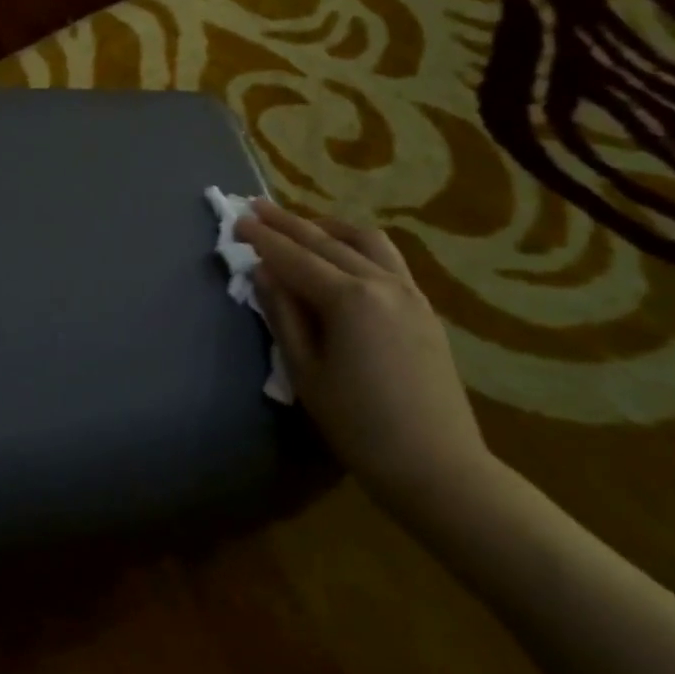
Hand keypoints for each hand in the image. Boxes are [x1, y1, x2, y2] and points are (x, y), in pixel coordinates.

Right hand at [235, 203, 492, 511]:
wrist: (438, 467)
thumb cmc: (359, 425)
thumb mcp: (305, 371)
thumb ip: (283, 314)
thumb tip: (264, 272)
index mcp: (349, 299)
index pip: (295, 257)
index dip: (262, 238)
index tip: (236, 218)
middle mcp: (382, 283)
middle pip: (326, 241)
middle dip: (287, 222)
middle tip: (255, 206)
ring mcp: (409, 292)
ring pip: (364, 240)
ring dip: (327, 226)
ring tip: (300, 223)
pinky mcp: (423, 307)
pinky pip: (387, 258)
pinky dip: (356, 243)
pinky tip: (342, 251)